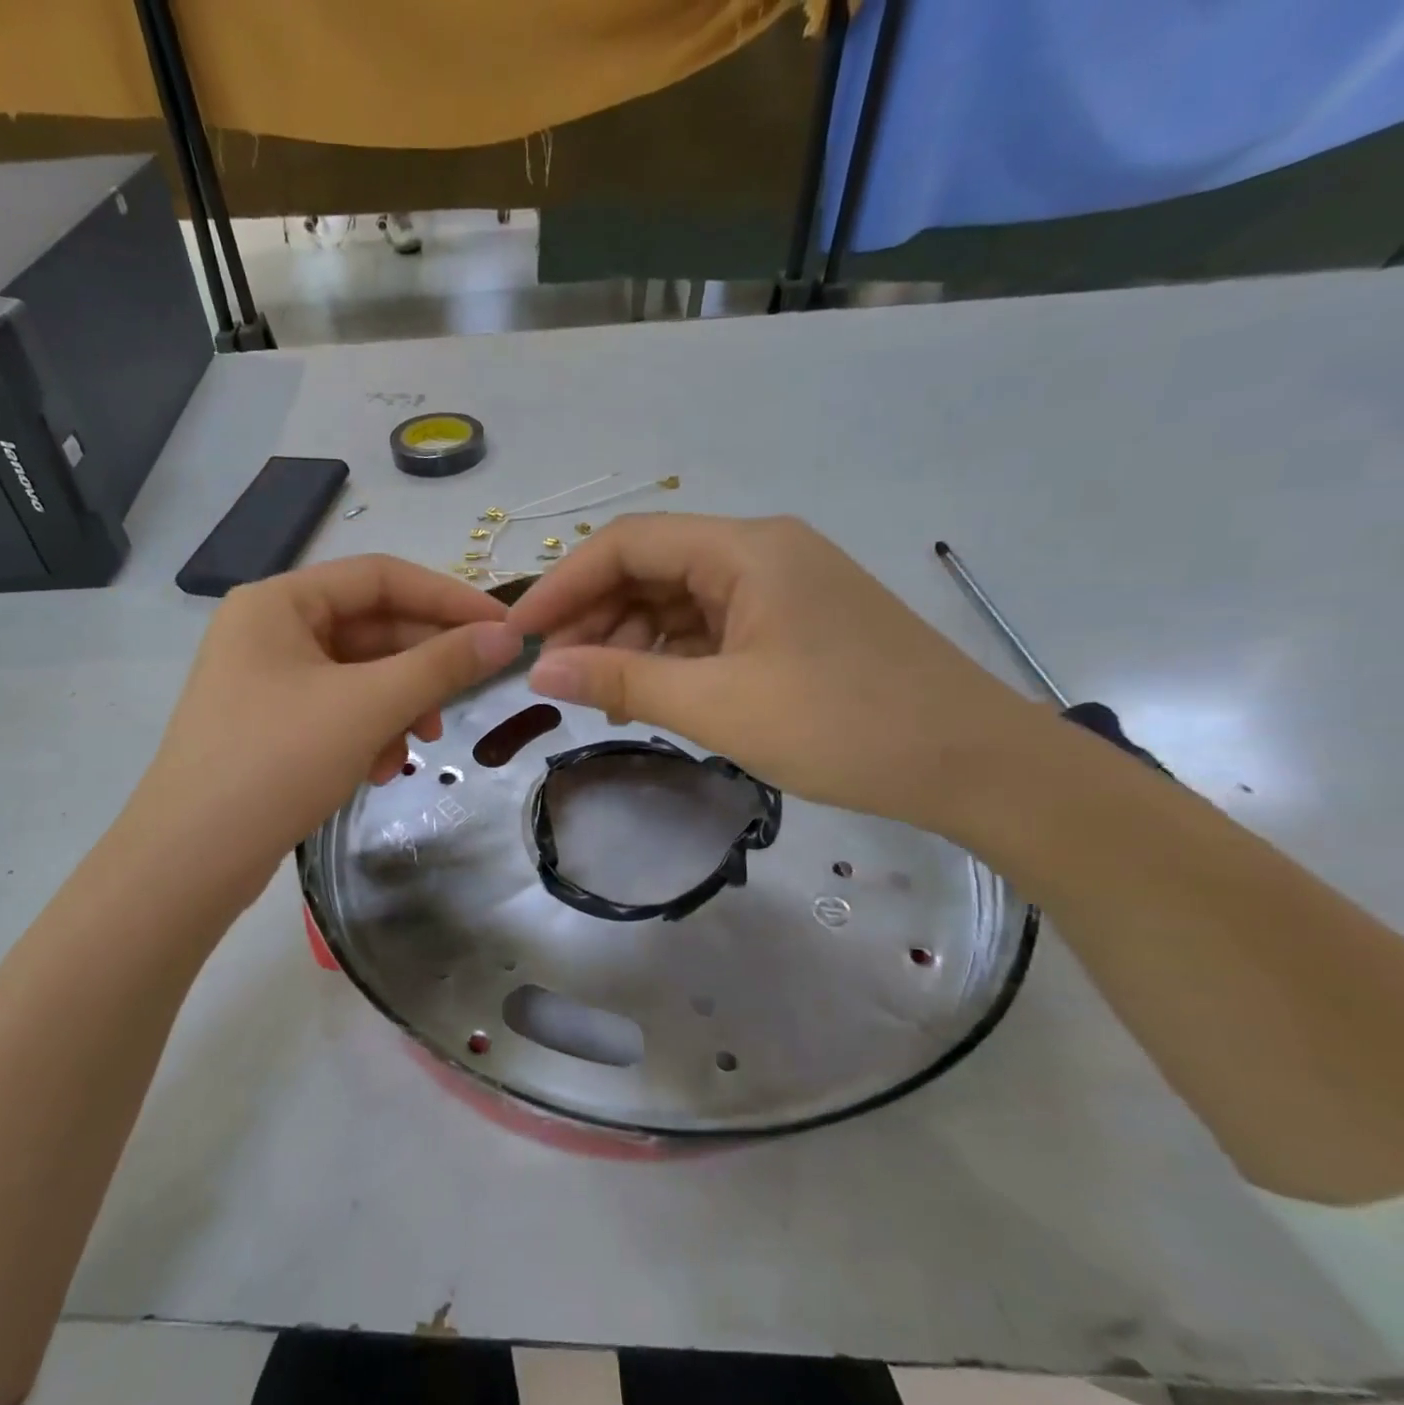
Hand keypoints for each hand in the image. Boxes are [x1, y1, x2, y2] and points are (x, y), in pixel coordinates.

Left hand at [134, 555, 522, 901]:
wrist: (190, 859)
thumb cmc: (277, 762)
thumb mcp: (368, 706)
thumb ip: (441, 665)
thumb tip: (506, 637)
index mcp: (279, 602)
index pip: (380, 577)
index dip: (447, 598)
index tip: (501, 629)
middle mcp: (268, 630)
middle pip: (370, 628)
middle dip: (421, 666)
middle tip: (468, 695)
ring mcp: (265, 679)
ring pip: (358, 675)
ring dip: (399, 706)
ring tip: (419, 746)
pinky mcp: (269, 724)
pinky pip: (337, 710)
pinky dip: (369, 732)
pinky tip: (379, 770)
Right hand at [506, 514, 1039, 833]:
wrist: (977, 766)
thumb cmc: (844, 726)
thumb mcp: (718, 705)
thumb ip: (622, 680)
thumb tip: (540, 668)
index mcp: (745, 549)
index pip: (627, 543)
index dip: (564, 583)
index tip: (521, 635)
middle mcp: (761, 552)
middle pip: (651, 568)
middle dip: (596, 617)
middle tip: (557, 673)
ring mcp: (781, 589)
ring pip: (679, 601)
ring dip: (632, 641)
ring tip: (603, 694)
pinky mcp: (794, 625)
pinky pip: (711, 628)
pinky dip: (673, 657)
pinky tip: (654, 695)